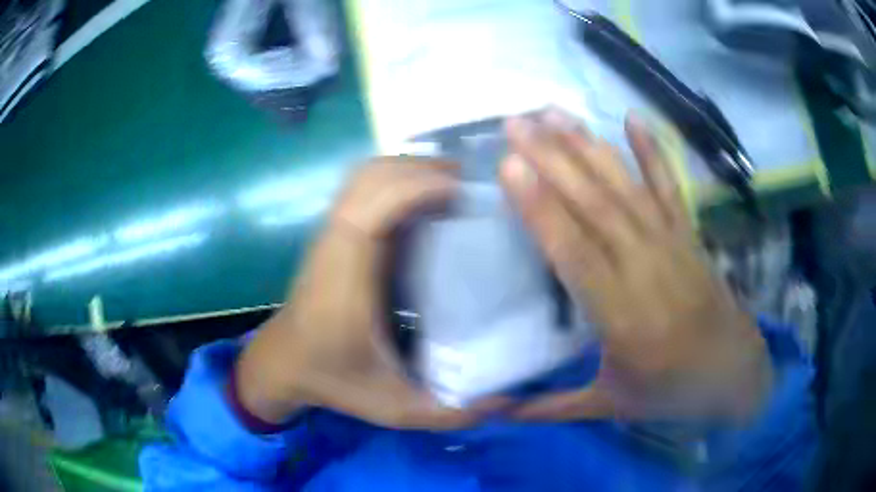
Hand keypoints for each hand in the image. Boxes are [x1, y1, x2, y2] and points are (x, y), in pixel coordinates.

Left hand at [236, 158, 504, 429]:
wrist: (285, 362)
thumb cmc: (334, 379)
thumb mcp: (394, 407)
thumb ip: (449, 412)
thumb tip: (506, 400)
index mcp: (347, 274)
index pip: (377, 204)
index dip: (423, 186)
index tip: (471, 194)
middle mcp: (337, 240)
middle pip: (375, 174)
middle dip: (428, 169)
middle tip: (477, 189)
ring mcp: (334, 230)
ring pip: (370, 173)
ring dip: (415, 169)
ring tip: (460, 189)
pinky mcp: (337, 230)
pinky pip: (367, 186)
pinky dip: (401, 179)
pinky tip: (431, 201)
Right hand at [499, 109, 771, 421]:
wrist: (735, 374)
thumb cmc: (671, 392)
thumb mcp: (609, 408)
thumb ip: (550, 408)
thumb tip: (492, 412)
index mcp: (623, 318)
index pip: (574, 254)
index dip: (541, 209)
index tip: (509, 167)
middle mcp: (647, 270)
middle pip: (595, 206)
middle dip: (552, 159)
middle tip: (515, 122)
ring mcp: (672, 244)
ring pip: (626, 188)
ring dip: (588, 147)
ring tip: (553, 113)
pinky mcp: (690, 234)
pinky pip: (670, 186)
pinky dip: (653, 150)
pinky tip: (633, 117)